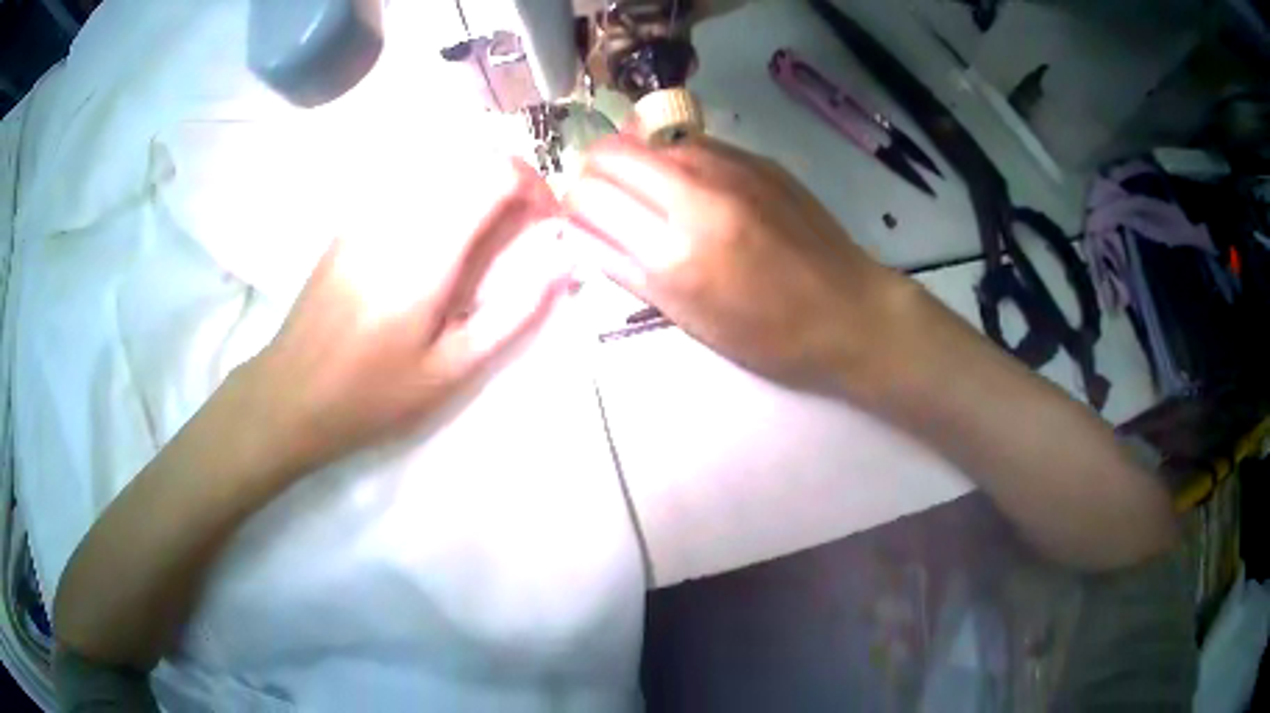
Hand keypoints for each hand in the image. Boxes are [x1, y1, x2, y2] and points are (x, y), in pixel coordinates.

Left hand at [247, 158, 571, 474]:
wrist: (291, 392)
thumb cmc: (372, 394)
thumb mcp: (450, 370)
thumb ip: (513, 314)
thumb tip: (563, 265)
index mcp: (427, 251)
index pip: (496, 173)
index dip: (535, 187)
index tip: (546, 224)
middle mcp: (399, 213)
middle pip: (473, 158)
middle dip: (512, 182)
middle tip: (520, 232)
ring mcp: (369, 211)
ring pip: (442, 164)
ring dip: (477, 185)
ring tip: (482, 236)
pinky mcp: (352, 219)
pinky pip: (411, 181)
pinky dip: (443, 192)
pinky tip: (436, 239)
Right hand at [565, 135, 910, 390]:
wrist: (849, 310)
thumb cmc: (768, 334)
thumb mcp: (689, 318)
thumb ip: (625, 268)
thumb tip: (579, 232)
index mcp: (674, 250)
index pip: (588, 196)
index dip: (575, 207)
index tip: (585, 222)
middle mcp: (696, 192)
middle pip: (608, 151)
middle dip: (594, 175)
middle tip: (608, 205)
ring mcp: (730, 166)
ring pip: (647, 139)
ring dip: (635, 164)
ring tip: (655, 200)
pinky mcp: (756, 158)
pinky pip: (690, 144)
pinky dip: (674, 162)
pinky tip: (696, 192)